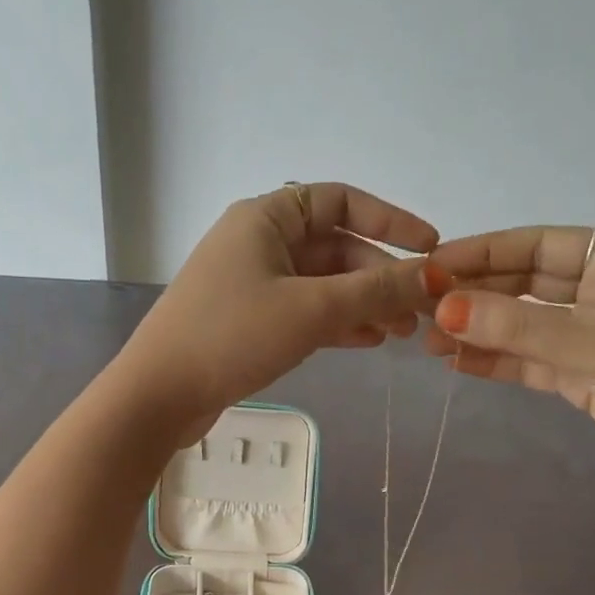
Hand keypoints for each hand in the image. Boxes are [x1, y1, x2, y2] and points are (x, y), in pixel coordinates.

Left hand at [115, 183, 437, 435]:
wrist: (160, 394)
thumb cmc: (233, 335)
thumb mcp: (312, 309)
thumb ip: (376, 291)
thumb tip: (435, 275)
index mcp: (267, 218)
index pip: (341, 201)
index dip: (390, 220)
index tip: (430, 247)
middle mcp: (259, 242)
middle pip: (335, 247)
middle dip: (380, 276)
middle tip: (419, 310)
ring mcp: (252, 283)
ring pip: (322, 284)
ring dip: (363, 303)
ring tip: (402, 333)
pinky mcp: (248, 321)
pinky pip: (304, 311)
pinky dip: (337, 323)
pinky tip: (369, 342)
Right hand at [425, 226, 594, 519]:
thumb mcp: (594, 345)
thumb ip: (517, 329)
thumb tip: (442, 308)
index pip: (539, 246)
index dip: (485, 253)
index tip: (434, 266)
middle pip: (526, 284)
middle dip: (476, 294)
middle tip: (421, 304)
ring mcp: (592, 336)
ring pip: (523, 325)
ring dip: (480, 330)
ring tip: (428, 338)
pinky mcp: (583, 376)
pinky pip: (530, 360)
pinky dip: (496, 361)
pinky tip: (456, 362)